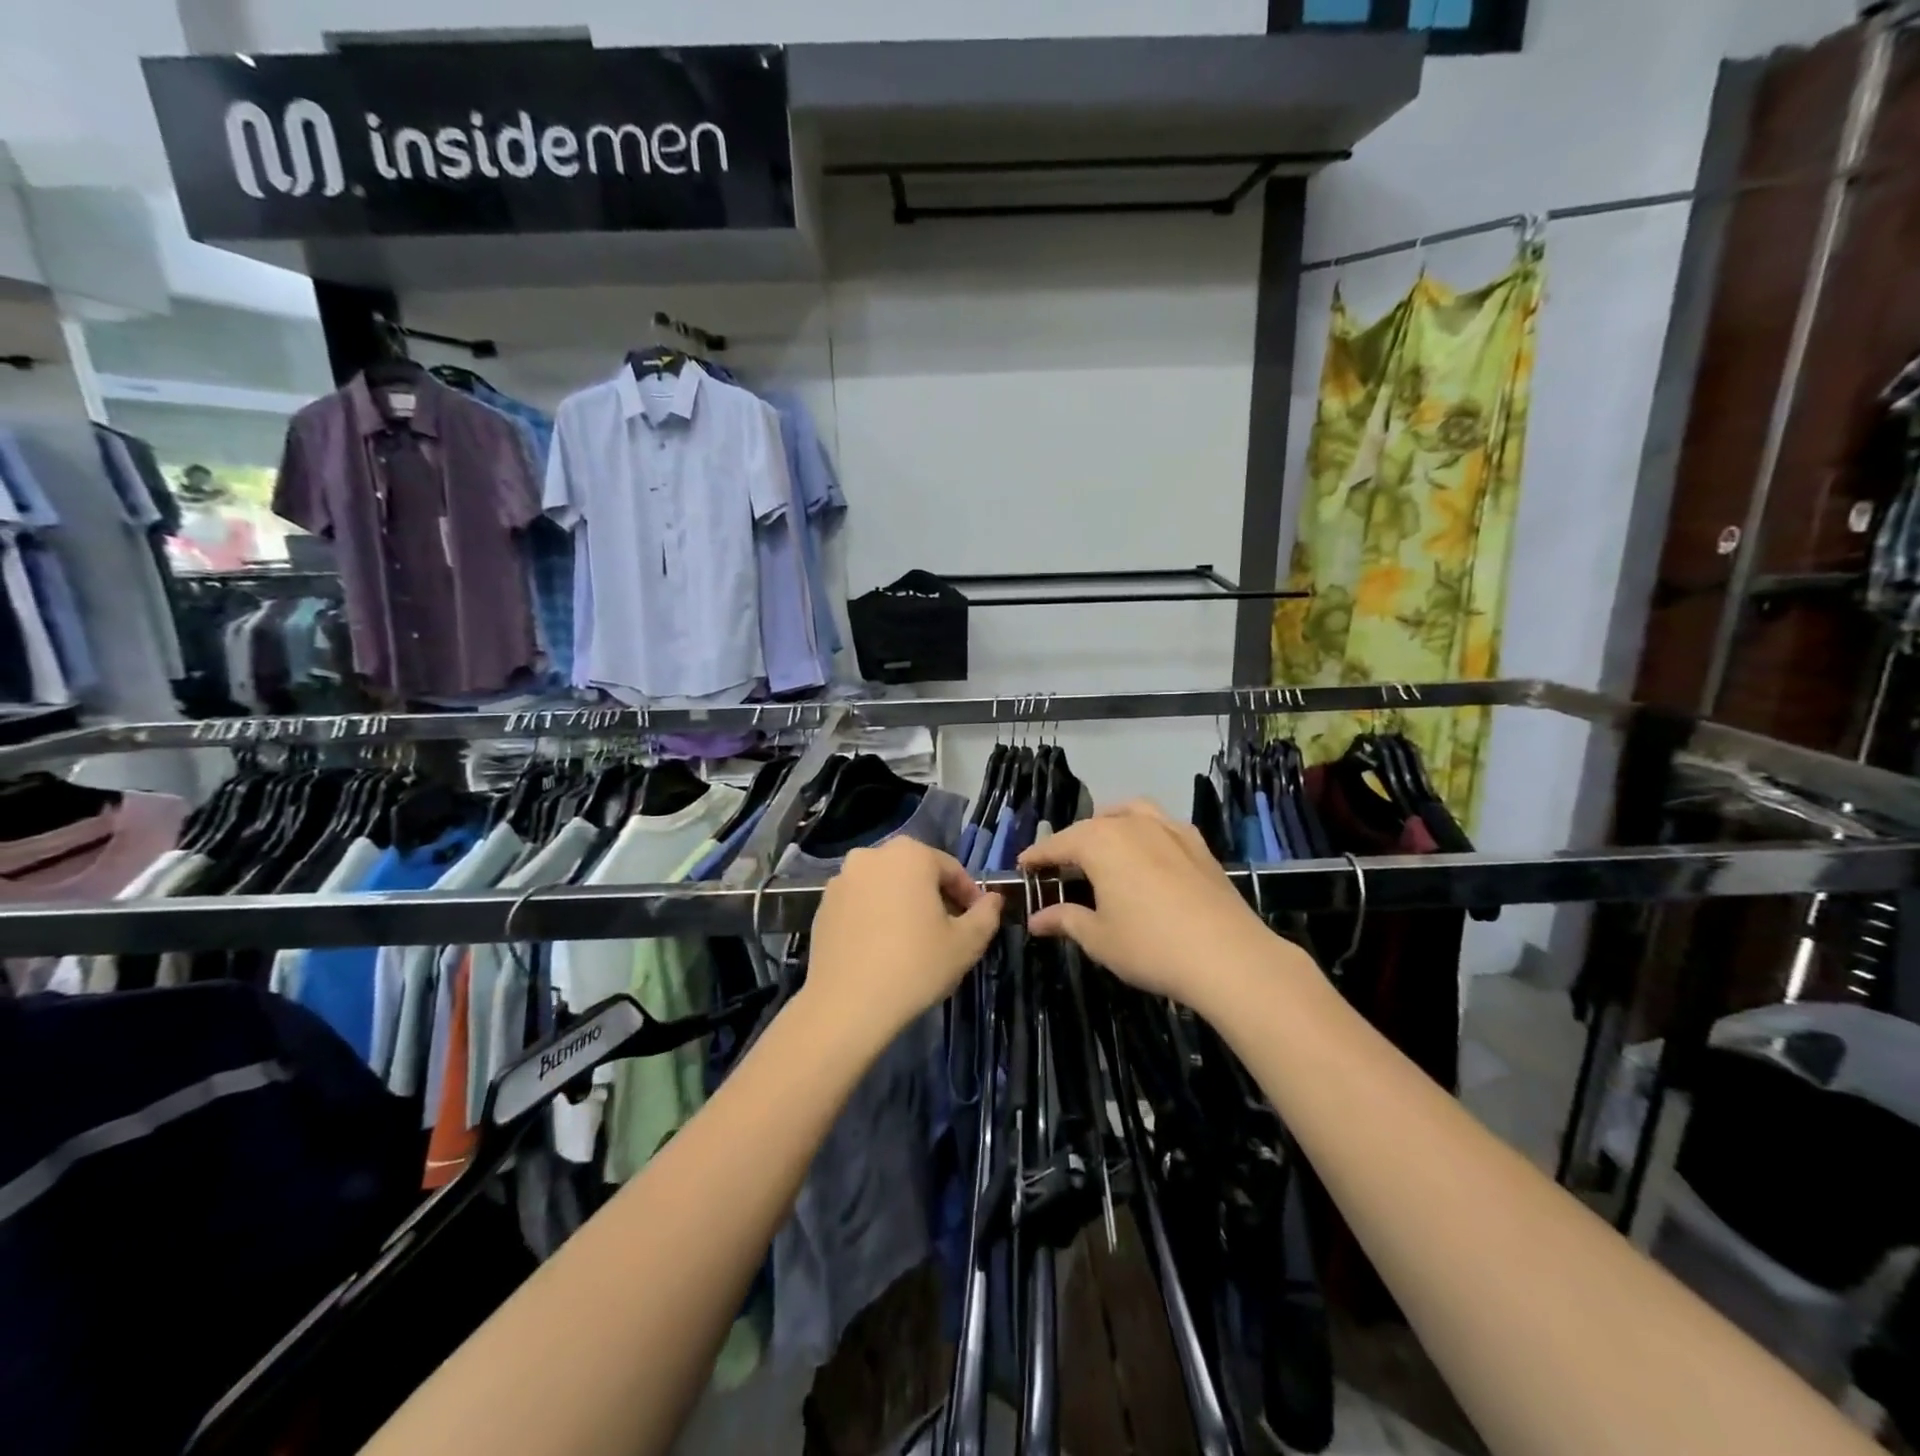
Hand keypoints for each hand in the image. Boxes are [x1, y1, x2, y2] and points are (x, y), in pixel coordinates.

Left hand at [804, 837, 1002, 1050]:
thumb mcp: (966, 943)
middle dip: (935, 897)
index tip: (977, 922)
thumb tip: (993, 899)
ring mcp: (842, 879)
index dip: (969, 896)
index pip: (952, 869)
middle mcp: (872, 855)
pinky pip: (861, 903)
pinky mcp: (822, 905)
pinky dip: (875, 916)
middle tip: (948, 931)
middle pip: (916, 872)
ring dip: (903, 904)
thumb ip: (986, 915)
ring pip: (886, 886)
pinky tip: (882, 948)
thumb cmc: (915, 965)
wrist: (847, 1005)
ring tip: (914, 941)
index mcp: (910, 854)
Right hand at [1020, 801, 1292, 1012]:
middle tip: (1058, 867)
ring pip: (1129, 813)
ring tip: (1101, 845)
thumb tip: (1036, 919)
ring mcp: (1168, 829)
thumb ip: (1065, 920)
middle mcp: (1131, 825)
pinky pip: (1161, 823)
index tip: (1022, 867)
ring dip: (1108, 824)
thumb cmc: (1150, 946)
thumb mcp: (1098, 938)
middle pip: (1090, 827)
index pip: (1057, 844)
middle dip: (1070, 844)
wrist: (1228, 955)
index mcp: (1099, 842)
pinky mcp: (1197, 844)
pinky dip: (1144, 829)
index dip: (1037, 857)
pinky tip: (1147, 851)